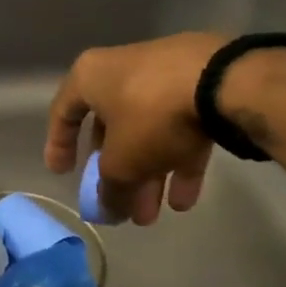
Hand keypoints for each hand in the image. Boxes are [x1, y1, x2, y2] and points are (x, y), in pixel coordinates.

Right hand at [43, 33, 230, 222]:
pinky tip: (185, 198)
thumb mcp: (122, 162)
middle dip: (116, 174)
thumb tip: (107, 210)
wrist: (226, 81)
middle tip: (121, 206)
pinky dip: (177, 159)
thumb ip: (110, 189)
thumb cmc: (151, 114)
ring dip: (147, 174)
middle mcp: (121, 70)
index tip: (63, 175)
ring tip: (153, 216)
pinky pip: (180, 126)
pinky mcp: (201, 84)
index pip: (64, 113)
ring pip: (147, 131)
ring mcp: (163, 75)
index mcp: (90, 76)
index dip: (59, 146)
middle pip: (111, 128)